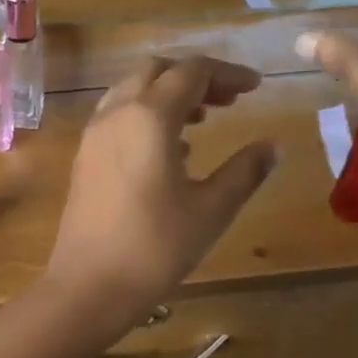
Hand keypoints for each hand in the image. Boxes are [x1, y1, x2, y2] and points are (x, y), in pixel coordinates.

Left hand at [44, 56, 279, 331]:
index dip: (228, 73)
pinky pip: (117, 117)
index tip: (256, 87)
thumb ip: (244, 172)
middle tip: (229, 100)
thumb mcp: (211, 210)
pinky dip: (146, 115)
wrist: (89, 286)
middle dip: (195, 77)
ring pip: (132, 91)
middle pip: (157, 71)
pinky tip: (171, 149)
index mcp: (148, 117)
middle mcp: (116, 114)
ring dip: (168, 94)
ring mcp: (94, 135)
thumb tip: (272, 146)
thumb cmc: (155, 247)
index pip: (192, 72)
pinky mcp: (85, 158)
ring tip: (203, 119)